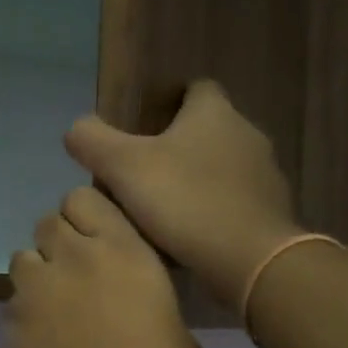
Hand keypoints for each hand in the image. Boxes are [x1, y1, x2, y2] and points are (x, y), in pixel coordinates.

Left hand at [6, 186, 204, 347]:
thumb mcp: (181, 341)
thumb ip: (157, 309)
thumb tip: (146, 317)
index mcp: (123, 250)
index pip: (85, 197)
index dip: (89, 215)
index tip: (104, 241)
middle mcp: (72, 256)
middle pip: (48, 220)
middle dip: (60, 241)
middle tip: (80, 274)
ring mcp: (35, 287)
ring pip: (23, 256)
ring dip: (38, 271)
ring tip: (57, 306)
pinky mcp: (10, 318)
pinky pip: (14, 299)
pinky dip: (26, 311)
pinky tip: (44, 340)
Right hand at [65, 81, 299, 310]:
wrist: (250, 258)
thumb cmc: (185, 201)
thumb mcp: (123, 167)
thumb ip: (93, 141)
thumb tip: (76, 128)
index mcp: (214, 113)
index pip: (196, 89)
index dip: (170, 102)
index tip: (143, 127)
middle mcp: (246, 134)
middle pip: (207, 131)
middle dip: (177, 148)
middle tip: (141, 175)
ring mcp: (265, 175)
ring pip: (221, 170)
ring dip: (195, 183)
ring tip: (161, 212)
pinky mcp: (271, 213)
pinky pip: (234, 205)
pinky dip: (212, 214)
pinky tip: (188, 239)